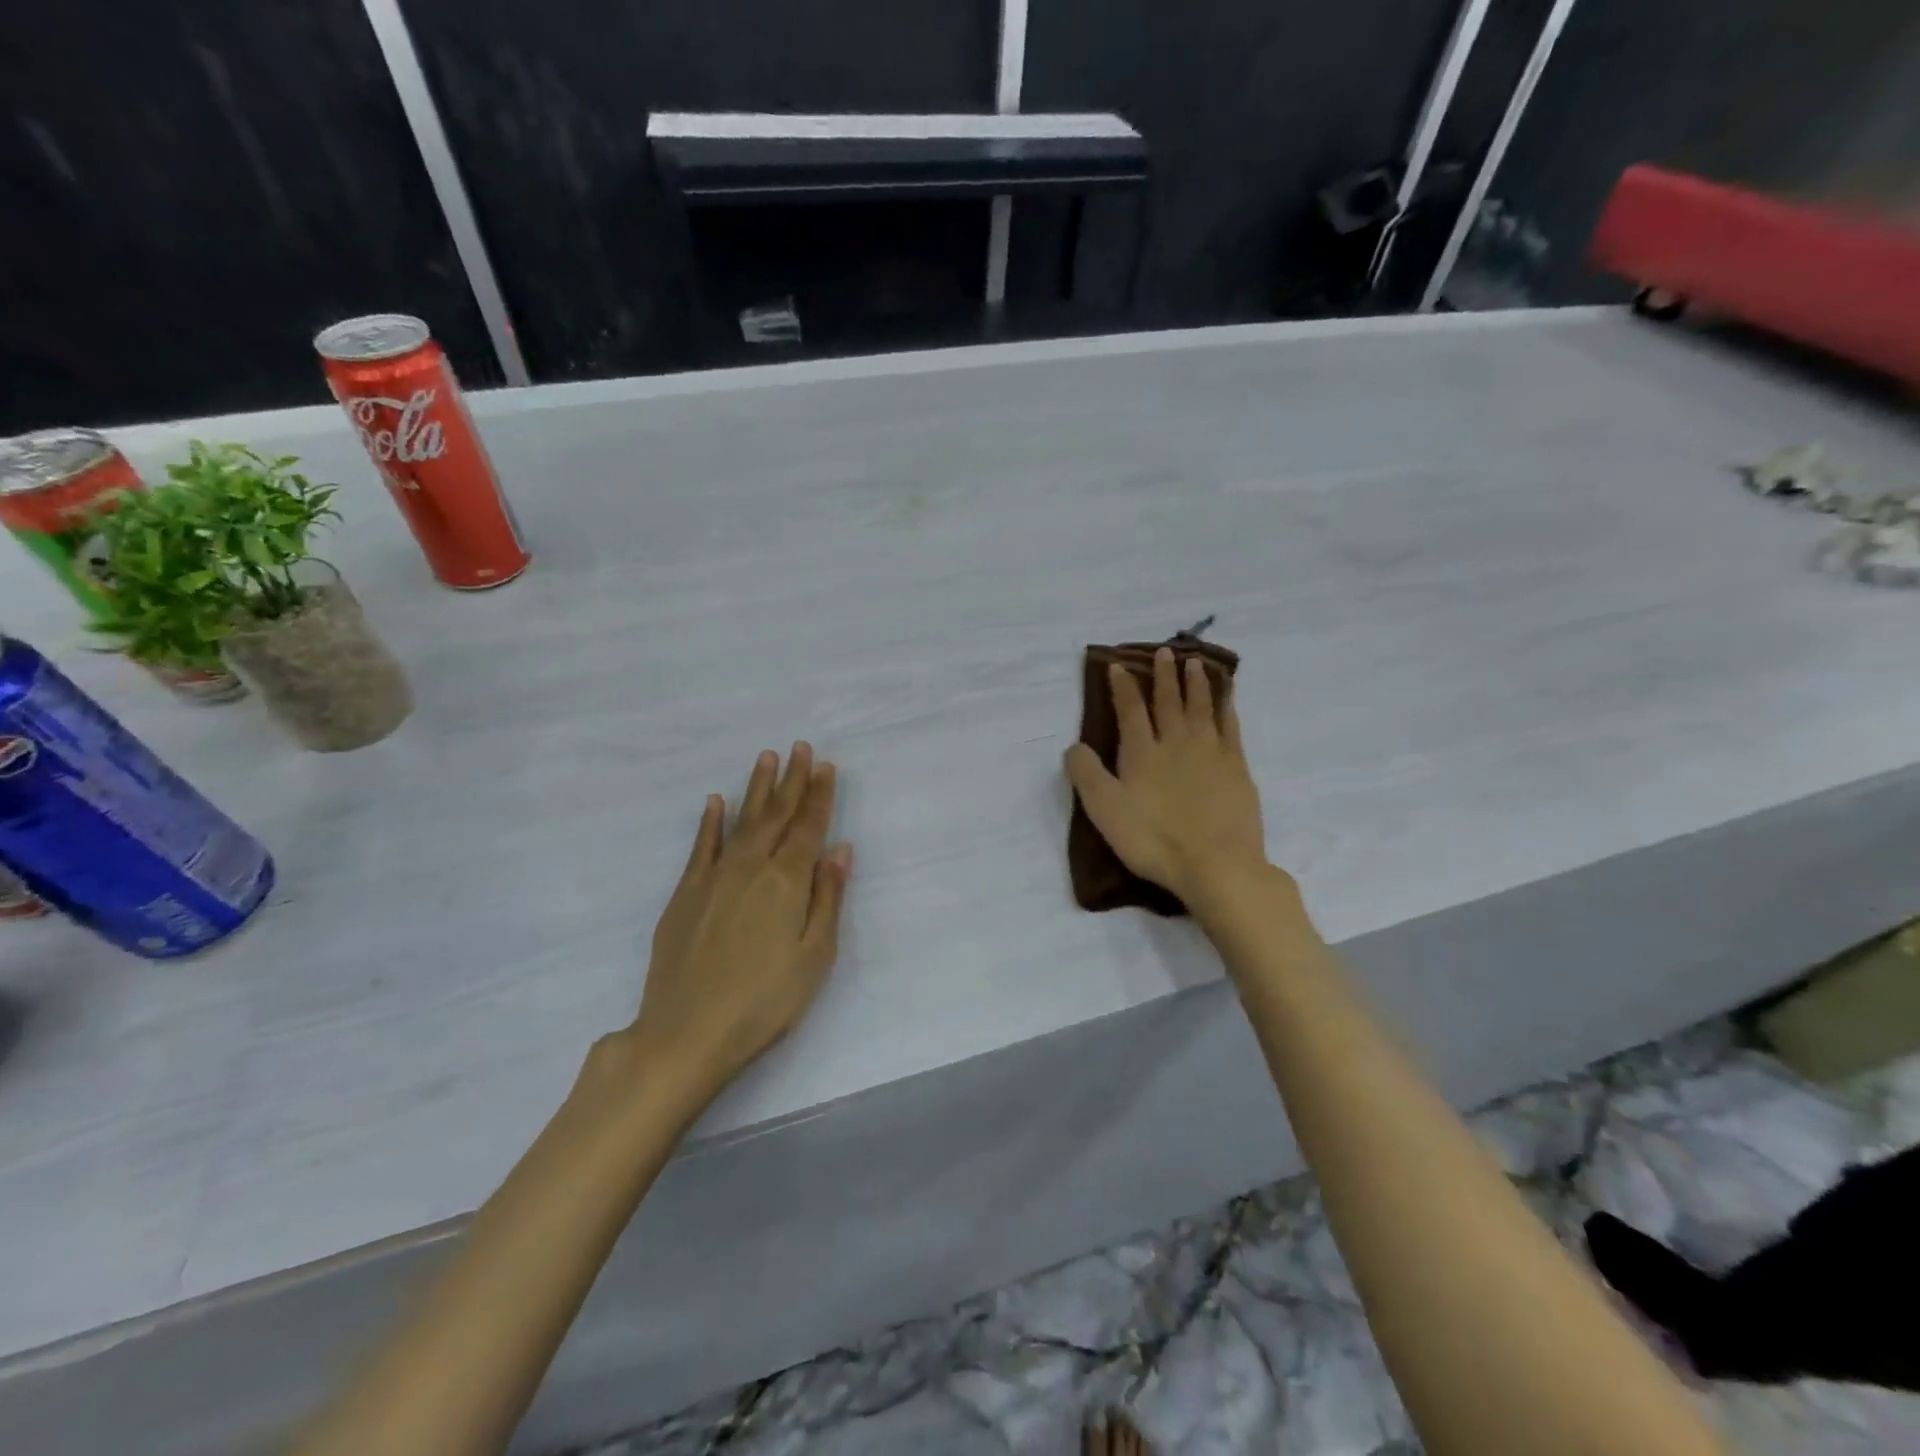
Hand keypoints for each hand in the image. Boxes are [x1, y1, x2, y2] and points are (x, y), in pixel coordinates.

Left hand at [620, 743, 851, 1114]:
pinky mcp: (685, 894)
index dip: (819, 795)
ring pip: (740, 821)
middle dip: (791, 780)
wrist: (686, 1033)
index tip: (825, 765)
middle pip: (776, 815)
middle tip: (799, 747)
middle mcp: (750, 867)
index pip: (808, 827)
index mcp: (787, 882)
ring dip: (755, 788)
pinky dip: (710, 822)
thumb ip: (827, 898)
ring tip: (765, 758)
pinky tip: (715, 803)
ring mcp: (713, 877)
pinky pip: (701, 846)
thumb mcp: (814, 956)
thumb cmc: (764, 1001)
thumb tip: (840, 849)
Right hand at [1065, 647, 1269, 911]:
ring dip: (1196, 682)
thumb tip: (1074, 746)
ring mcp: (1210, 752)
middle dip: (1163, 675)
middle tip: (1164, 651)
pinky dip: (1226, 706)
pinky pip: (1230, 725)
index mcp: (1141, 752)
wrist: (1216, 864)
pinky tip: (1226, 697)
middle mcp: (1176, 742)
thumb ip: (1086, 774)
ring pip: (1201, 706)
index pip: (1129, 710)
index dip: (1122, 687)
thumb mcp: (1105, 811)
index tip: (1118, 666)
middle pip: (1168, 701)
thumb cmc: (1153, 840)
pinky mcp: (1237, 766)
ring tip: (1194, 662)